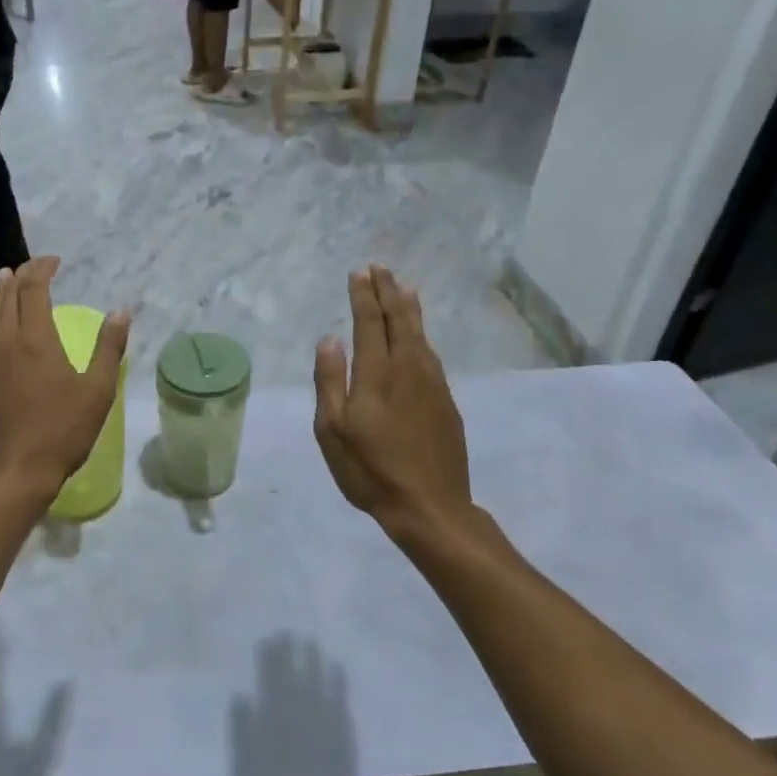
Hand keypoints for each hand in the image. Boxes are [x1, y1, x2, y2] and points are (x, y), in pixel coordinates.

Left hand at [0, 258, 130, 502]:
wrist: (15, 471)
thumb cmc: (63, 430)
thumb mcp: (97, 390)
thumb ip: (109, 347)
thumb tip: (121, 311)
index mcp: (37, 339)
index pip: (34, 289)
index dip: (42, 269)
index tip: (55, 260)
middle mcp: (7, 341)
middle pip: (10, 297)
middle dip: (21, 275)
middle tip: (34, 265)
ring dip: (1, 293)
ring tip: (5, 279)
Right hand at [313, 267, 485, 541]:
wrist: (431, 507)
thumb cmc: (370, 469)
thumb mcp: (332, 430)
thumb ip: (330, 381)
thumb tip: (330, 339)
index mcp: (377, 374)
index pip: (370, 322)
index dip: (363, 296)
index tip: (359, 273)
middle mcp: (409, 369)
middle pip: (400, 320)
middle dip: (388, 291)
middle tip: (380, 268)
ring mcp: (433, 384)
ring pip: (421, 334)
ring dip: (409, 308)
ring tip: (403, 288)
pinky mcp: (446, 401)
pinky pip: (431, 354)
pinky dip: (422, 334)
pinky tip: (419, 336)